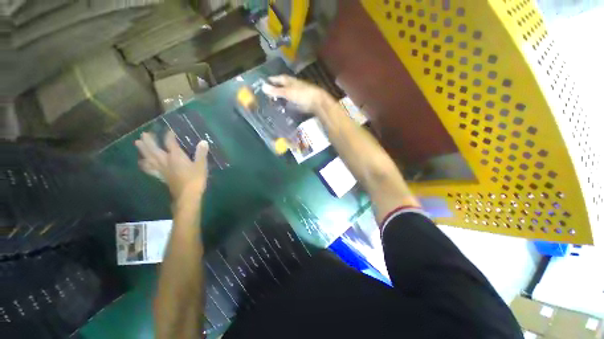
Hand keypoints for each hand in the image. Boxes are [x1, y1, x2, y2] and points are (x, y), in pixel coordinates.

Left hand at [135, 131, 208, 199]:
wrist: (187, 195)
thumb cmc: (195, 179)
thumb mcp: (201, 165)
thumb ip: (201, 153)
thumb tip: (203, 141)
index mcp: (175, 156)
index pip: (170, 142)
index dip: (169, 135)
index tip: (170, 130)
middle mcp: (165, 160)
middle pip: (153, 148)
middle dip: (149, 140)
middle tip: (144, 134)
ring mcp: (161, 169)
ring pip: (148, 157)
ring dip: (142, 150)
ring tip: (137, 143)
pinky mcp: (160, 176)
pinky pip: (149, 169)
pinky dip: (144, 164)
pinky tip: (142, 162)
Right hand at [262, 75, 333, 114]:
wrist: (316, 102)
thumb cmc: (302, 94)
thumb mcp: (287, 92)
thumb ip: (276, 90)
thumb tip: (262, 87)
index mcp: (289, 81)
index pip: (278, 78)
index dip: (272, 80)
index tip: (264, 81)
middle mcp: (293, 86)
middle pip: (282, 86)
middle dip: (275, 89)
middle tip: (266, 94)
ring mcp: (297, 94)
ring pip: (286, 95)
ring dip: (281, 98)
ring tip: (272, 102)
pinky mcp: (299, 102)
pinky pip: (290, 103)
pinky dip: (286, 104)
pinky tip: (282, 108)